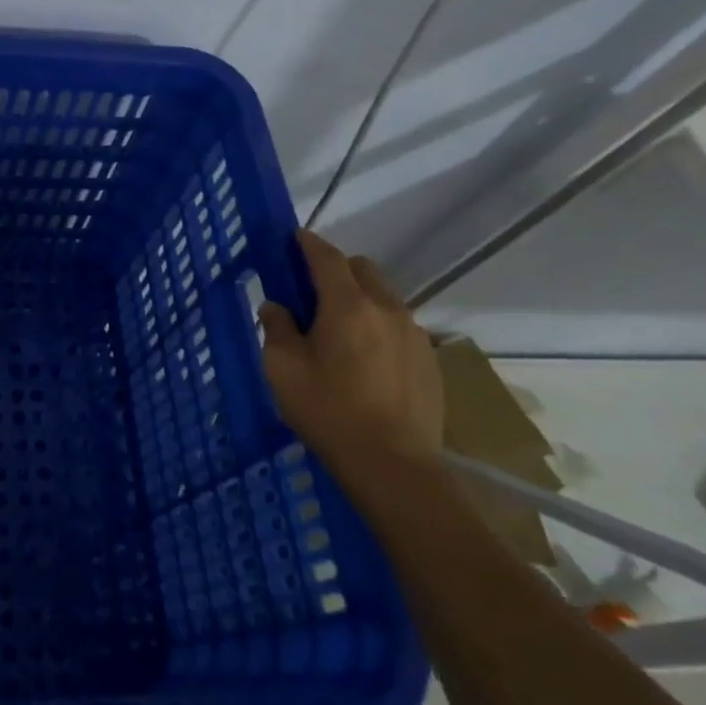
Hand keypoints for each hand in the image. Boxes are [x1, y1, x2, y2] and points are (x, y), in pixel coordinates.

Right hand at [258, 231, 441, 474]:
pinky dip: (379, 326)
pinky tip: (366, 359)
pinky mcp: (430, 360)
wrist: (393, 467)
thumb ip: (276, 329)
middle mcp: (386, 309)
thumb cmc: (329, 412)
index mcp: (347, 305)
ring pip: (384, 297)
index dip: (308, 243)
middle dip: (337, 269)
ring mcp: (414, 334)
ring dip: (359, 298)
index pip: (327, 257)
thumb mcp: (283, 369)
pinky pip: (399, 326)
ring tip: (340, 330)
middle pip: (362, 269)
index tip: (293, 238)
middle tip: (312, 292)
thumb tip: (276, 307)